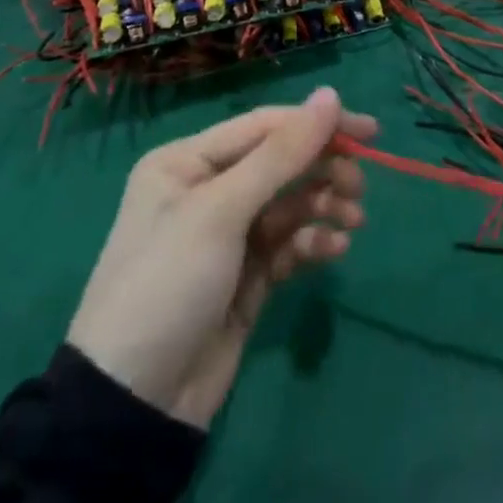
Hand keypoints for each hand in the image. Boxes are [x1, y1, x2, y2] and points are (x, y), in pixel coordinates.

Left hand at [67, 86, 374, 428]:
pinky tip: (335, 250)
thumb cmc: (169, 284)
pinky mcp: (247, 275)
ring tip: (352, 220)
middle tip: (359, 186)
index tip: (369, 131)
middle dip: (323, 169)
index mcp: (188, 161)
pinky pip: (290, 243)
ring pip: (291, 202)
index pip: (265, 126)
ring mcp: (228, 235)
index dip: (317, 124)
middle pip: (281, 163)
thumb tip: (330, 93)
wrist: (133, 408)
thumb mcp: (221, 212)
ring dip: (324, 205)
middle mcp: (208, 189)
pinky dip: (313, 242)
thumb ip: (282, 153)